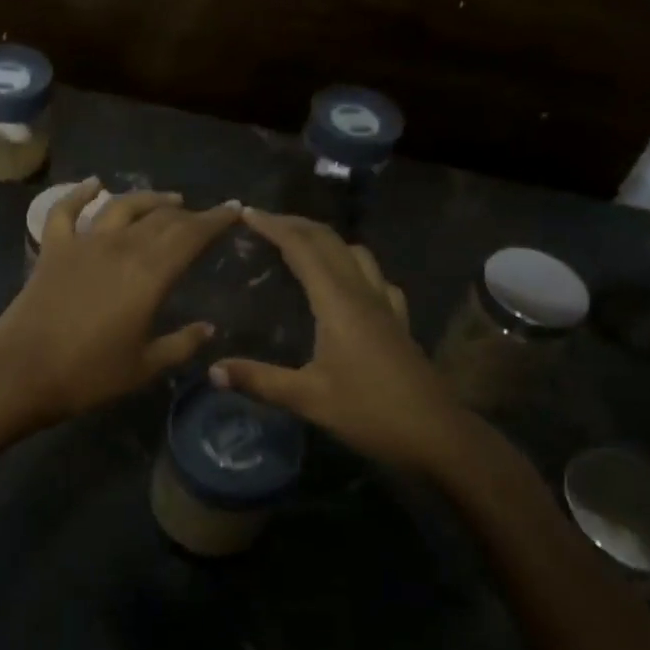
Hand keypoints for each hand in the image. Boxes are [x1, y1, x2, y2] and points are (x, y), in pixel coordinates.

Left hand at [0, 179, 240, 425]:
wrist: (21, 373)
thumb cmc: (88, 375)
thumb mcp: (144, 366)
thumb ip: (181, 344)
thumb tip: (209, 328)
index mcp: (149, 275)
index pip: (191, 236)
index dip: (216, 220)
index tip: (234, 210)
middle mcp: (120, 247)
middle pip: (161, 219)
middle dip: (188, 214)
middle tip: (204, 217)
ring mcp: (83, 244)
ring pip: (122, 207)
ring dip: (148, 199)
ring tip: (169, 199)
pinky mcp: (53, 249)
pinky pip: (66, 210)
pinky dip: (80, 193)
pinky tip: (95, 183)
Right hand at [209, 209, 454, 469]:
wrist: (437, 436)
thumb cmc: (370, 412)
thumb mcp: (308, 398)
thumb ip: (259, 380)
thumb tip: (212, 370)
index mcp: (338, 302)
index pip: (302, 248)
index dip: (273, 226)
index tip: (245, 213)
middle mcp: (363, 293)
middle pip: (329, 241)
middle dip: (295, 224)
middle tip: (263, 222)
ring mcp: (386, 305)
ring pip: (355, 253)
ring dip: (325, 240)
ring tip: (299, 246)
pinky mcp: (398, 322)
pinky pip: (375, 278)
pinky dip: (352, 265)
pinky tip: (347, 282)